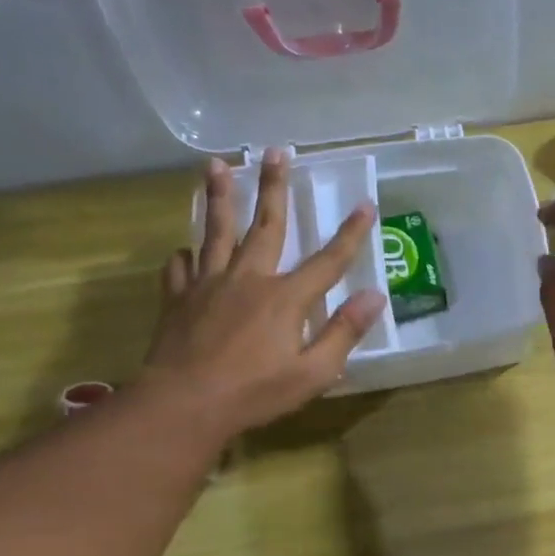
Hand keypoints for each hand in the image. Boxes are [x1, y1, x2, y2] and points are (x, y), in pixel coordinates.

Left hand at [140, 151, 383, 439]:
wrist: (185, 404)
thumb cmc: (256, 393)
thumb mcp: (314, 372)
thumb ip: (344, 332)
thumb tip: (374, 297)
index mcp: (286, 298)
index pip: (328, 260)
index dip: (350, 233)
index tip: (365, 204)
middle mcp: (248, 279)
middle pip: (265, 226)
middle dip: (274, 187)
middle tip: (275, 151)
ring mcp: (209, 285)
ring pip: (216, 232)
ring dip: (219, 197)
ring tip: (217, 165)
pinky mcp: (179, 299)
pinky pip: (182, 268)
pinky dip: (187, 256)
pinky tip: (186, 250)